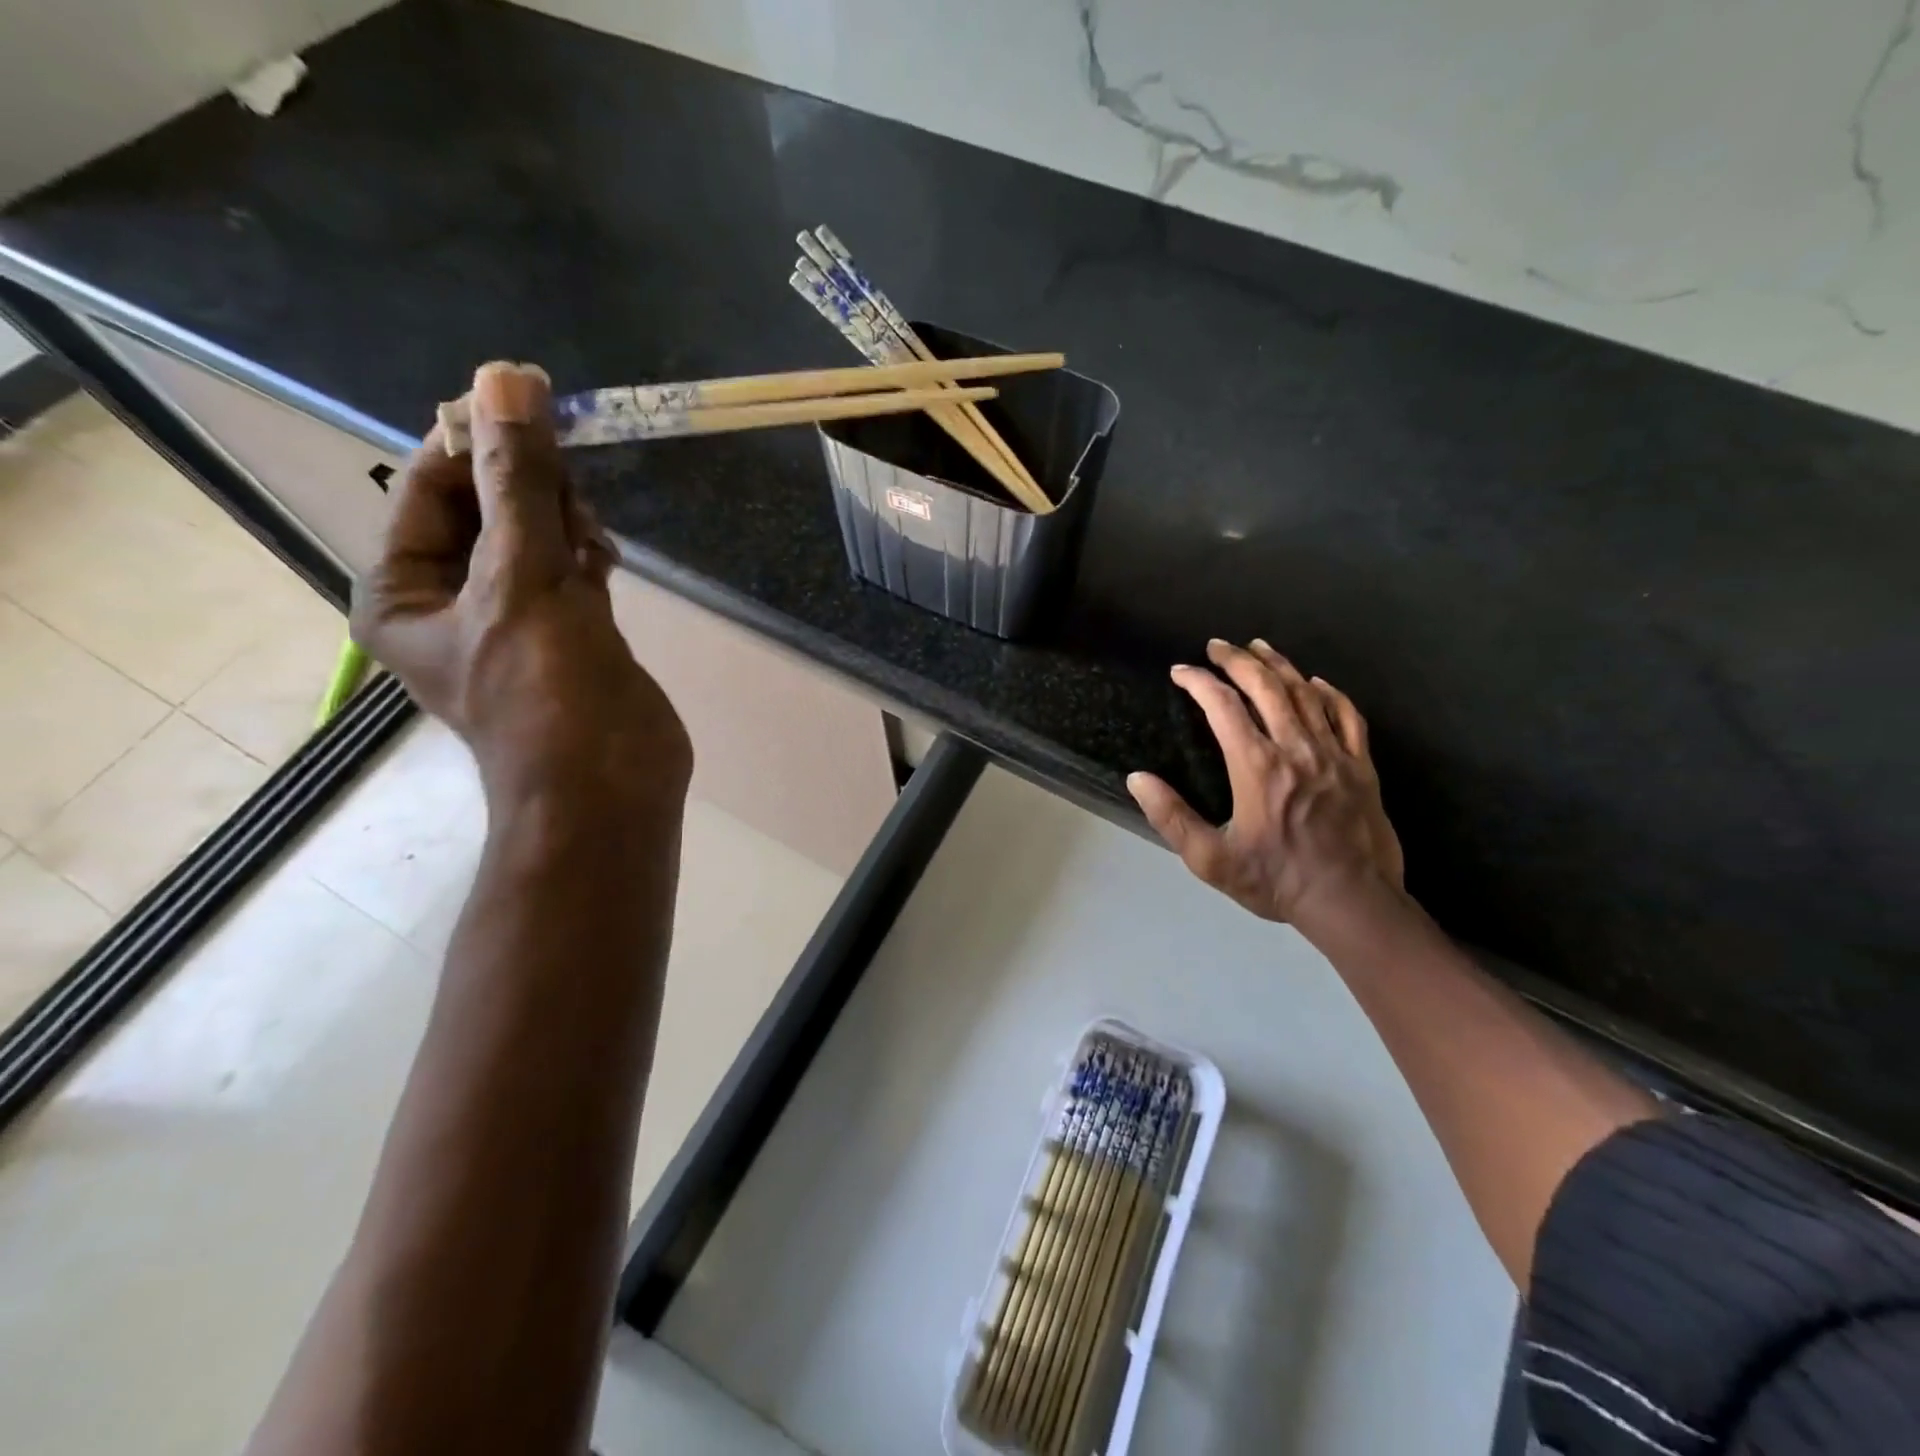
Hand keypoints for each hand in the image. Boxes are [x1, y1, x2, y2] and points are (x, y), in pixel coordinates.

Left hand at [352, 362, 690, 809]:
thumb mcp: (521, 578)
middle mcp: (453, 602)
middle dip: (527, 485)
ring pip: (535, 540)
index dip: (475, 439)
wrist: (609, 788)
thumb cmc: (547, 691)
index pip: (432, 487)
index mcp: (405, 591)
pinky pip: (571, 572)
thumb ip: (518, 483)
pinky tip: (606, 554)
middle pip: (487, 510)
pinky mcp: (573, 636)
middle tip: (569, 474)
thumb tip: (505, 379)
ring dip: (562, 519)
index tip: (528, 398)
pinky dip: (586, 554)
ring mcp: (519, 621)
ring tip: (589, 530)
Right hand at [1127, 639, 1402, 933]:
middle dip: (1237, 660)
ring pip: (1305, 693)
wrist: (1351, 902)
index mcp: (1256, 766)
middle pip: (1266, 687)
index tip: (1180, 672)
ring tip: (1258, 647)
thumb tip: (1137, 779)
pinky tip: (1316, 682)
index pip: (1223, 707)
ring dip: (1278, 665)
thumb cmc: (1276, 880)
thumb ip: (1171, 817)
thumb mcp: (1211, 859)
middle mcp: (1295, 748)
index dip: (1199, 682)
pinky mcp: (1361, 765)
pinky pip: (1347, 715)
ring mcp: (1333, 753)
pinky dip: (1329, 693)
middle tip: (1217, 646)